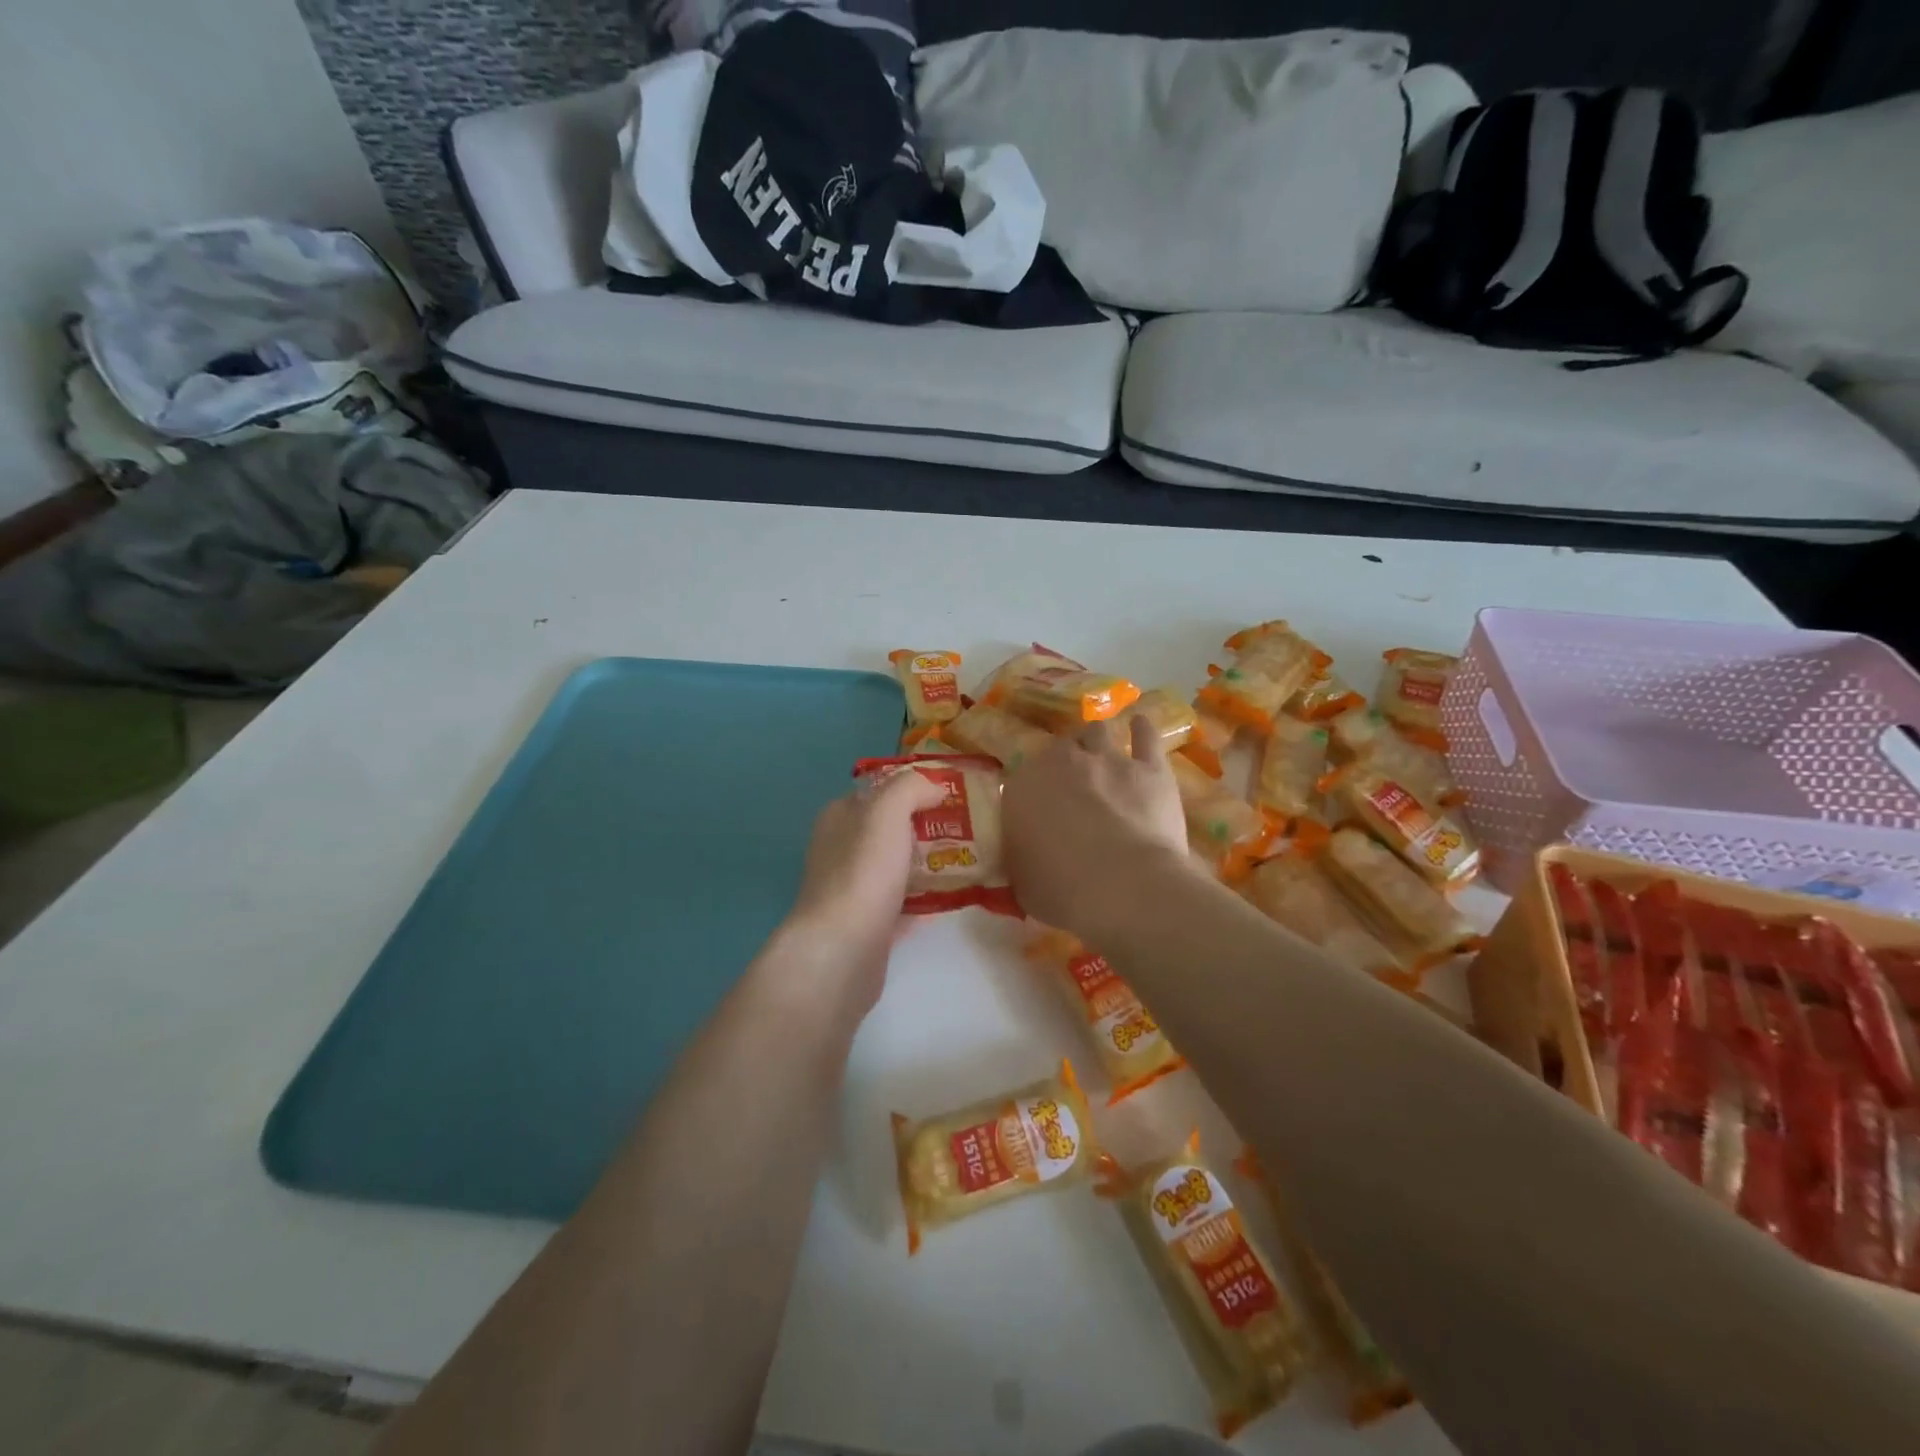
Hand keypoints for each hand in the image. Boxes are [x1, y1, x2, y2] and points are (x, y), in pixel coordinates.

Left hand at [779, 766, 946, 1014]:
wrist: (844, 949)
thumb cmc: (864, 871)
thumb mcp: (888, 810)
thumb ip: (911, 787)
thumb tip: (935, 787)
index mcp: (839, 818)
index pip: (877, 791)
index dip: (911, 788)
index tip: (950, 793)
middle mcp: (840, 850)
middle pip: (889, 830)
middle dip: (925, 826)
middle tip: (970, 827)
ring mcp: (852, 890)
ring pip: (897, 867)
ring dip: (928, 863)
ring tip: (970, 859)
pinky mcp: (868, 926)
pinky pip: (903, 905)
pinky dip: (926, 900)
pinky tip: (954, 897)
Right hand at [1002, 715, 1192, 936]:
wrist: (1124, 887)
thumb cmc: (1063, 892)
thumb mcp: (1023, 884)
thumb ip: (1021, 860)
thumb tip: (1025, 859)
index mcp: (1023, 788)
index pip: (1022, 777)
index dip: (1033, 791)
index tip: (1040, 807)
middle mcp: (1061, 763)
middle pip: (1060, 748)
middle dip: (1065, 761)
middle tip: (1072, 783)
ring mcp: (1108, 760)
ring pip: (1097, 731)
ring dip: (1096, 741)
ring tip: (1102, 753)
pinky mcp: (1150, 768)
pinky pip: (1145, 736)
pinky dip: (1142, 729)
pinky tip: (1140, 724)